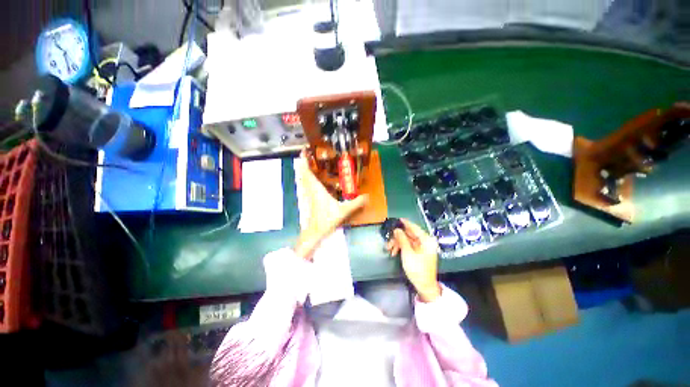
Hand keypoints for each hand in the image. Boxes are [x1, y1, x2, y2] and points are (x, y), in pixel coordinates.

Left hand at [294, 153, 367, 259]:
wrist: (316, 232)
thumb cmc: (326, 220)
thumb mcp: (343, 211)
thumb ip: (356, 203)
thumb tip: (367, 196)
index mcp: (317, 189)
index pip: (308, 172)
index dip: (304, 160)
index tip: (303, 150)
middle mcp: (311, 189)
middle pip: (304, 173)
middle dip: (304, 162)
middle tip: (308, 152)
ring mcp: (309, 194)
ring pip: (304, 179)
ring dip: (305, 169)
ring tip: (310, 161)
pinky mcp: (310, 199)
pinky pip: (307, 184)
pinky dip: (308, 178)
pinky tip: (313, 178)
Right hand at [385, 219, 440, 302]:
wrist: (424, 286)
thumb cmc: (417, 269)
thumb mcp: (408, 253)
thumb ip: (402, 239)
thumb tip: (397, 229)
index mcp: (426, 240)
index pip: (414, 228)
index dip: (405, 223)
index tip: (398, 219)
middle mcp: (426, 242)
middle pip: (409, 234)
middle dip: (398, 237)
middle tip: (388, 240)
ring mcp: (422, 248)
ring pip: (407, 240)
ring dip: (398, 243)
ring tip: (389, 249)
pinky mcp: (419, 253)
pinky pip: (409, 246)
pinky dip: (401, 248)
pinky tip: (394, 252)